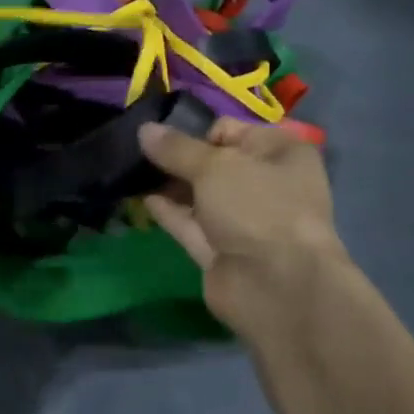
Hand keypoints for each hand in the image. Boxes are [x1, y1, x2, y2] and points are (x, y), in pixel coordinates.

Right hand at [139, 119, 347, 341]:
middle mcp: (265, 184)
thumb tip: (144, 129)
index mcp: (280, 153)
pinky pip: (192, 224)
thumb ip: (176, 148)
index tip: (168, 140)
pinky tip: (143, 199)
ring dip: (171, 185)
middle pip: (214, 164)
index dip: (199, 133)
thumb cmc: (257, 207)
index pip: (232, 130)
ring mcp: (244, 221)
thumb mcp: (214, 166)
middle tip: (140, 154)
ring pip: (201, 195)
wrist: (276, 284)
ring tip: (133, 173)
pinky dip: (170, 212)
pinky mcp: (222, 251)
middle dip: (180, 160)